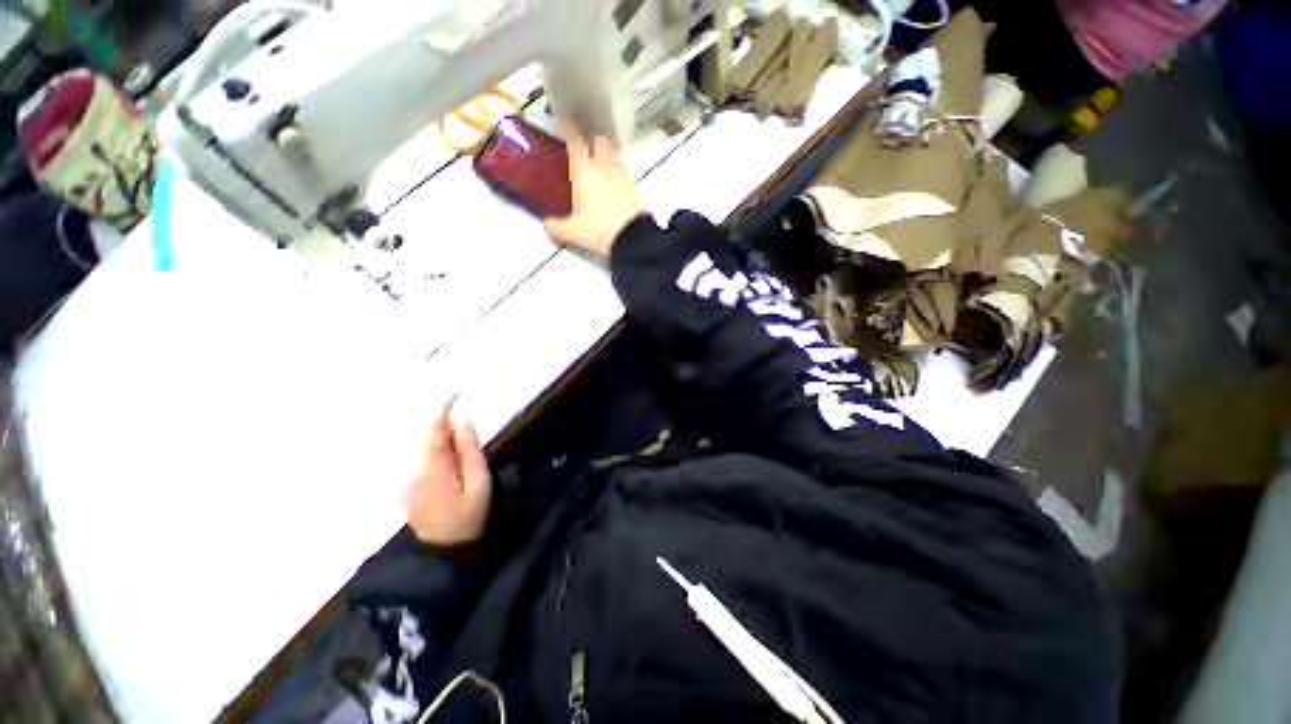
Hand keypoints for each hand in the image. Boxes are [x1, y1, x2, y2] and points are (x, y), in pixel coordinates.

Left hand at [403, 399, 491, 545]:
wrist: (443, 549)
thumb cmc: (468, 516)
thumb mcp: (479, 482)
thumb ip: (470, 449)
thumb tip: (463, 420)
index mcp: (431, 465)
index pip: (430, 427)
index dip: (440, 406)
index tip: (455, 391)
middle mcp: (411, 465)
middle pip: (421, 430)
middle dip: (441, 418)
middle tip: (462, 424)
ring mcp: (406, 473)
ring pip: (418, 439)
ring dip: (437, 430)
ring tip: (458, 441)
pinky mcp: (407, 478)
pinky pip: (417, 450)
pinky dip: (432, 442)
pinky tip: (447, 450)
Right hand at [544, 124, 648, 254]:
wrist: (630, 237)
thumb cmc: (600, 228)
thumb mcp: (572, 231)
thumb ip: (556, 227)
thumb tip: (549, 225)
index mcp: (584, 172)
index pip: (575, 142)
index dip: (568, 130)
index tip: (565, 124)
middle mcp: (604, 170)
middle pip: (601, 142)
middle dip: (594, 140)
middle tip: (588, 146)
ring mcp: (622, 179)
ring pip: (616, 159)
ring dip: (609, 160)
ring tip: (603, 169)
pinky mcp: (635, 192)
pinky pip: (627, 180)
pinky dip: (621, 181)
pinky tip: (617, 192)